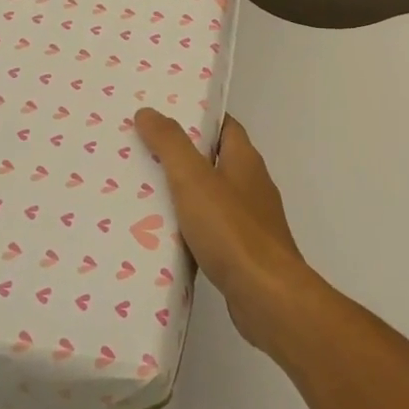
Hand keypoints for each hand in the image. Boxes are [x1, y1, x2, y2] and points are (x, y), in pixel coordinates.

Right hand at [134, 109, 320, 353]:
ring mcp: (251, 220)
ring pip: (212, 196)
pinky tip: (163, 236)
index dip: (196, 118)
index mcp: (245, 160)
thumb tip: (148, 112)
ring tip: (143, 192)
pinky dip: (190, 227)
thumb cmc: (232, 230)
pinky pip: (212, 229)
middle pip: (214, 159)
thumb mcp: (193, 179)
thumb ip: (170, 144)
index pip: (223, 126)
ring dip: (183, 194)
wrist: (266, 296)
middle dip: (182, 156)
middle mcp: (252, 185)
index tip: (162, 116)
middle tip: (142, 153)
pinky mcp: (244, 252)